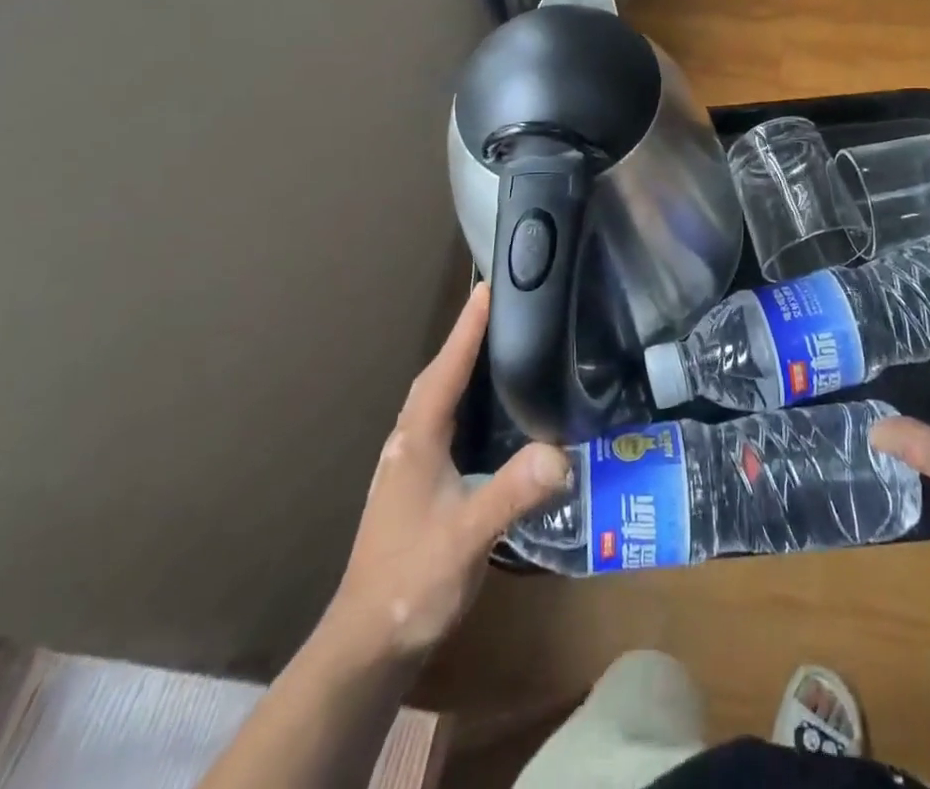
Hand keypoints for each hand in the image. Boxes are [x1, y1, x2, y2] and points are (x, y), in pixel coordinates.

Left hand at [314, 284, 569, 666]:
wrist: (368, 643)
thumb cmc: (413, 581)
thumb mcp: (466, 537)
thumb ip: (510, 494)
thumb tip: (561, 453)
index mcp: (417, 439)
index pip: (446, 370)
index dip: (467, 328)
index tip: (488, 286)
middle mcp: (409, 441)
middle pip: (438, 375)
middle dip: (465, 337)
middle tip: (500, 305)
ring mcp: (410, 463)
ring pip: (438, 397)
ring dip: (462, 364)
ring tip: (498, 342)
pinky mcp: (418, 482)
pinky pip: (444, 419)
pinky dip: (463, 397)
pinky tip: (488, 408)